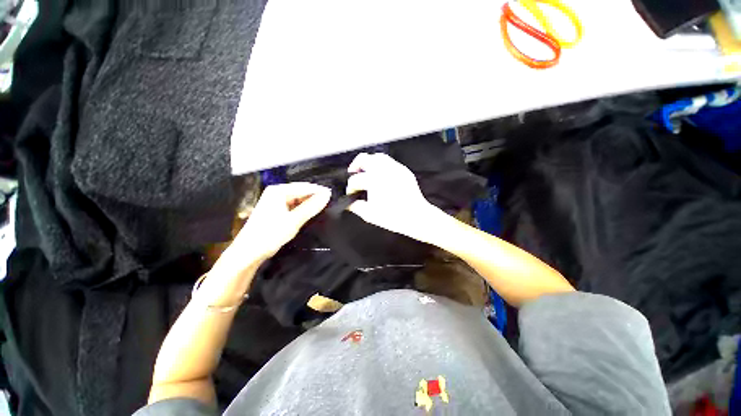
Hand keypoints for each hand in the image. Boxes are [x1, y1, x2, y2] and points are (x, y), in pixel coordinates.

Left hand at [234, 182, 331, 259]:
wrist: (249, 251)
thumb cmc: (270, 234)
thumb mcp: (294, 220)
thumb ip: (311, 207)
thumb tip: (327, 195)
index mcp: (278, 191)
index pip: (304, 187)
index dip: (319, 191)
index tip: (332, 195)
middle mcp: (276, 192)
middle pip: (300, 191)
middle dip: (314, 196)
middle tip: (328, 202)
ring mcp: (275, 201)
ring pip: (297, 198)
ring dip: (308, 202)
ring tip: (321, 207)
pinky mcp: (275, 209)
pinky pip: (293, 205)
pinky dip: (302, 208)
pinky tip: (309, 212)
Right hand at [346, 153, 441, 241]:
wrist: (417, 217)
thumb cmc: (393, 217)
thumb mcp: (370, 214)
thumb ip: (356, 207)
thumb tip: (347, 203)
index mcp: (374, 180)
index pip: (356, 180)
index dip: (350, 187)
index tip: (350, 193)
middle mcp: (384, 170)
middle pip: (363, 159)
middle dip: (355, 166)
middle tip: (353, 175)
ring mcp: (395, 168)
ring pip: (377, 157)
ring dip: (368, 163)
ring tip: (366, 173)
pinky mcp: (404, 170)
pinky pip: (389, 162)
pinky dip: (381, 166)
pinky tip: (381, 175)